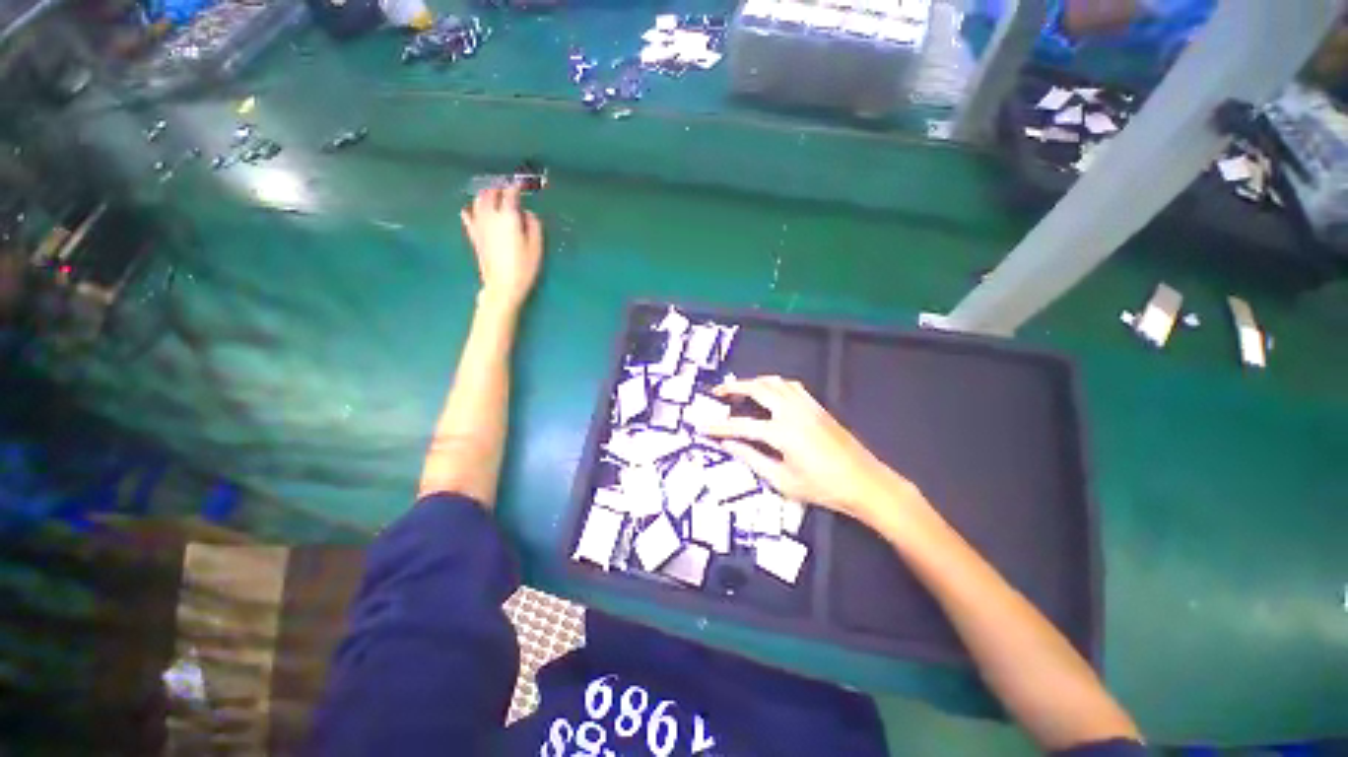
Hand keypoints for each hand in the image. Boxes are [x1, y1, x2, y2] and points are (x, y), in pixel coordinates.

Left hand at [460, 185, 542, 309]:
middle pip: (490, 193)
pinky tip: (472, 210)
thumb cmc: (524, 267)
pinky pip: (468, 217)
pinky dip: (471, 210)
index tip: (521, 182)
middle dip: (499, 187)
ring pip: (478, 201)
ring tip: (492, 194)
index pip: (510, 194)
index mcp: (508, 217)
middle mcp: (490, 216)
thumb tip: (527, 213)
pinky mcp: (474, 236)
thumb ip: (533, 226)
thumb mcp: (536, 247)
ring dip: (485, 194)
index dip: (515, 186)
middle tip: (507, 187)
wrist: (502, 286)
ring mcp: (479, 225)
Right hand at [707, 376, 920, 523]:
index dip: (718, 426)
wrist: (865, 482)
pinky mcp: (817, 406)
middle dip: (734, 388)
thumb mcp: (782, 481)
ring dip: (753, 382)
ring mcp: (806, 405)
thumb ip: (752, 459)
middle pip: (757, 389)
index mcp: (781, 433)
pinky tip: (770, 392)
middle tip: (717, 392)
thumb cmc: (823, 488)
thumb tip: (729, 445)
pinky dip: (774, 384)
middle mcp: (792, 412)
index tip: (702, 425)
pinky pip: (790, 386)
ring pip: (774, 382)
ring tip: (739, 389)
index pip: (740, 425)